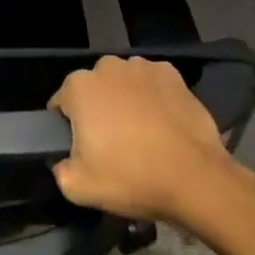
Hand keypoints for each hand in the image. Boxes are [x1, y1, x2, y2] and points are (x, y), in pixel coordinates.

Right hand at [48, 55, 236, 224]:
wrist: (194, 178)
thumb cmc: (131, 178)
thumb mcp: (78, 188)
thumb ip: (60, 169)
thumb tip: (63, 160)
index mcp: (80, 86)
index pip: (62, 103)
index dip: (68, 127)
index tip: (82, 149)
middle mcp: (108, 66)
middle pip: (94, 89)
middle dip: (97, 109)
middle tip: (112, 144)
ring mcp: (143, 66)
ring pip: (124, 83)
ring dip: (125, 100)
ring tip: (141, 135)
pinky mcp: (172, 74)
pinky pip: (152, 84)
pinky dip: (153, 98)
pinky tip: (163, 124)